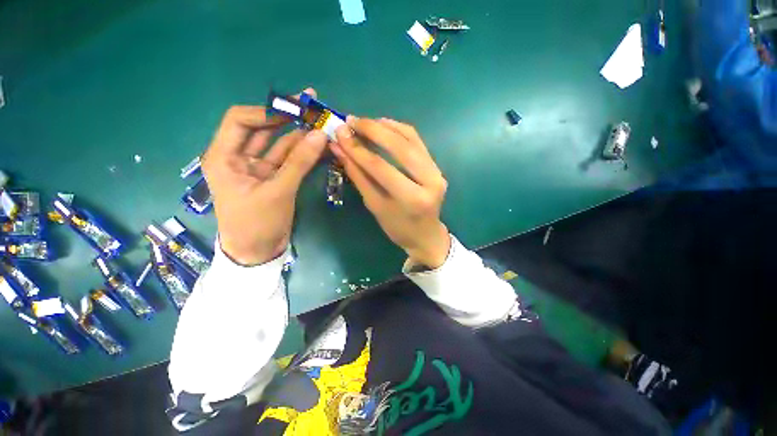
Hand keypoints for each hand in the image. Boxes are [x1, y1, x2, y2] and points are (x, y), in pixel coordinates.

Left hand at [202, 90, 326, 265]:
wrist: (258, 252)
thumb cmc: (257, 223)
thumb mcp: (278, 191)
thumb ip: (300, 162)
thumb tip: (320, 134)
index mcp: (224, 156)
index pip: (240, 120)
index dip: (267, 111)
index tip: (294, 110)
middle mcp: (239, 157)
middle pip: (262, 129)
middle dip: (286, 117)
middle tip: (311, 105)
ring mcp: (259, 168)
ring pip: (279, 144)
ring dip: (299, 134)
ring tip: (320, 122)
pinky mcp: (274, 178)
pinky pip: (289, 159)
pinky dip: (303, 152)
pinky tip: (317, 144)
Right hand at [331, 116, 450, 268]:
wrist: (426, 235)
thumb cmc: (398, 228)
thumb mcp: (375, 206)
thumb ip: (359, 176)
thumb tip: (340, 149)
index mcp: (412, 199)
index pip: (381, 168)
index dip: (358, 150)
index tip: (339, 133)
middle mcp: (430, 181)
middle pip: (400, 147)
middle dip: (372, 130)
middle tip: (351, 121)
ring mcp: (437, 171)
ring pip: (411, 139)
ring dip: (386, 126)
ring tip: (364, 122)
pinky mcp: (437, 166)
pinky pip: (418, 141)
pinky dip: (399, 129)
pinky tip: (383, 125)